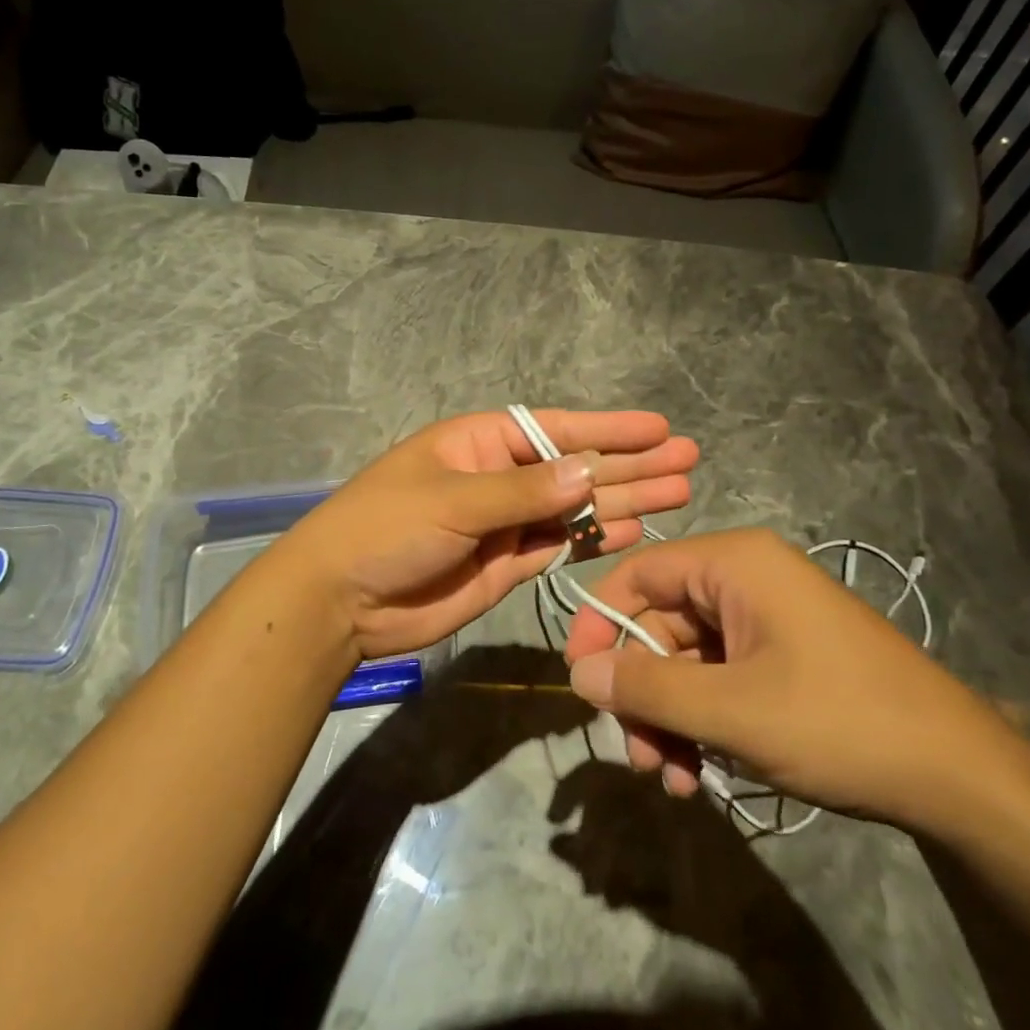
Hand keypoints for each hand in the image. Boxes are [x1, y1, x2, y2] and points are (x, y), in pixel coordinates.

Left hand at [274, 409, 697, 658]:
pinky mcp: (509, 564)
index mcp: (482, 443)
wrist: (341, 601)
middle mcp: (501, 477)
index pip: (557, 429)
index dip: (609, 429)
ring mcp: (507, 522)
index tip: (658, 428)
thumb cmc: (386, 529)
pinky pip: (560, 545)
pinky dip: (594, 539)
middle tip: (687, 460)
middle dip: (630, 463)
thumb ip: (522, 492)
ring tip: (678, 493)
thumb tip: (588, 474)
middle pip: (577, 467)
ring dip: (624, 500)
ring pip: (576, 508)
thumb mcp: (452, 500)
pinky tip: (634, 530)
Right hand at [563, 529, 1015, 831]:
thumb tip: (579, 672)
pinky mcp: (783, 655)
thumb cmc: (839, 722)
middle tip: (637, 756)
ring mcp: (767, 618)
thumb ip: (648, 687)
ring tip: (673, 779)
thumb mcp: (732, 711)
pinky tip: (701, 774)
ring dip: (670, 717)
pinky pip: (720, 677)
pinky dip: (702, 721)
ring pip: (687, 659)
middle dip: (642, 691)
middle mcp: (745, 578)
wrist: (961, 774)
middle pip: (660, 623)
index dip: (599, 623)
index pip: (638, 574)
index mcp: (733, 563)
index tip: (578, 681)